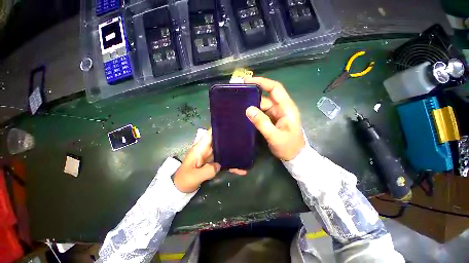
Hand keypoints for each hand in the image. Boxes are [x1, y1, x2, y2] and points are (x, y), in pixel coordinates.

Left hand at [173, 129, 245, 192]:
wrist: (181, 188)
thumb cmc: (184, 180)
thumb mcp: (194, 176)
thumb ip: (207, 170)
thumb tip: (219, 165)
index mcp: (201, 148)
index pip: (210, 134)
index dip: (219, 128)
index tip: (231, 126)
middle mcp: (207, 150)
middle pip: (220, 141)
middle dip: (230, 139)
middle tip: (244, 139)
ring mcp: (211, 157)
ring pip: (224, 151)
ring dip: (233, 152)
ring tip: (246, 153)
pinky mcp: (213, 163)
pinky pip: (224, 161)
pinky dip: (231, 164)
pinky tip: (241, 169)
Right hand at [245, 77, 304, 160]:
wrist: (295, 157)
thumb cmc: (288, 147)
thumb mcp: (275, 136)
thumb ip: (262, 123)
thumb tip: (248, 109)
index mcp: (286, 108)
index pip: (275, 89)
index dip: (262, 82)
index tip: (248, 81)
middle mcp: (281, 108)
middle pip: (266, 98)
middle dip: (253, 96)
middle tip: (238, 97)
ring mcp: (276, 115)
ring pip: (262, 106)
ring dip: (252, 106)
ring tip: (238, 107)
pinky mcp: (272, 120)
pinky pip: (262, 113)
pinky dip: (254, 113)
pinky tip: (245, 115)